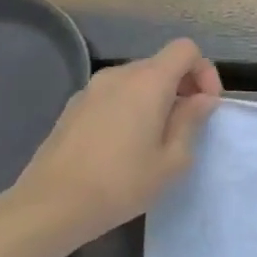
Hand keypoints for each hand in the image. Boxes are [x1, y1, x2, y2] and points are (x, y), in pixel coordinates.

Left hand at [9, 39, 222, 251]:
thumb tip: (201, 100)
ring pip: (136, 79)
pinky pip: (114, 95)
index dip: (204, 72)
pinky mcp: (73, 107)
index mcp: (148, 82)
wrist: (51, 206)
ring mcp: (91, 89)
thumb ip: (191, 121)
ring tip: (155, 137)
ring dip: (155, 98)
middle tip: (186, 125)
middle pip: (161, 63)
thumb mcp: (173, 159)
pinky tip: (124, 144)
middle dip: (182, 87)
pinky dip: (130, 107)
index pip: (186, 49)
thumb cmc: (122, 182)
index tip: (205, 106)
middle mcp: (118, 75)